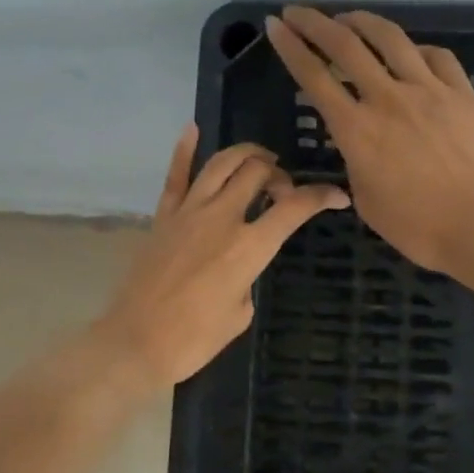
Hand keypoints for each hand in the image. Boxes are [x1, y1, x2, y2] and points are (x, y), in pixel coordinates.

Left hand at [91, 125, 350, 386]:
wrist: (137, 342)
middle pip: (257, 172)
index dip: (321, 196)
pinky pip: (175, 176)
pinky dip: (184, 150)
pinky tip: (193, 130)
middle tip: (283, 190)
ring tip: (258, 160)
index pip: (294, 208)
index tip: (336, 196)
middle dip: (279, 174)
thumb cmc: (195, 339)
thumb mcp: (240, 313)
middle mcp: (221, 218)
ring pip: (220, 164)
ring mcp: (188, 213)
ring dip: (245, 155)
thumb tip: (241, 264)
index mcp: (249, 247)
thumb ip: (248, 277)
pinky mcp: (162, 217)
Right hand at [266, 6, 473, 271]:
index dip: (290, 48)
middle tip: (297, 12)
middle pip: (345, 46)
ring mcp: (428, 90)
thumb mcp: (367, 201)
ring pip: (390, 39)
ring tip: (348, 17)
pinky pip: (435, 57)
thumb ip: (357, 165)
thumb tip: (362, 146)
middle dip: (315, 23)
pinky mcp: (462, 93)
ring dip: (362, 21)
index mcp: (356, 130)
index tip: (274, 26)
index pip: (314, 78)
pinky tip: (410, 52)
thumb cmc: (418, 226)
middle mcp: (387, 98)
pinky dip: (415, 49)